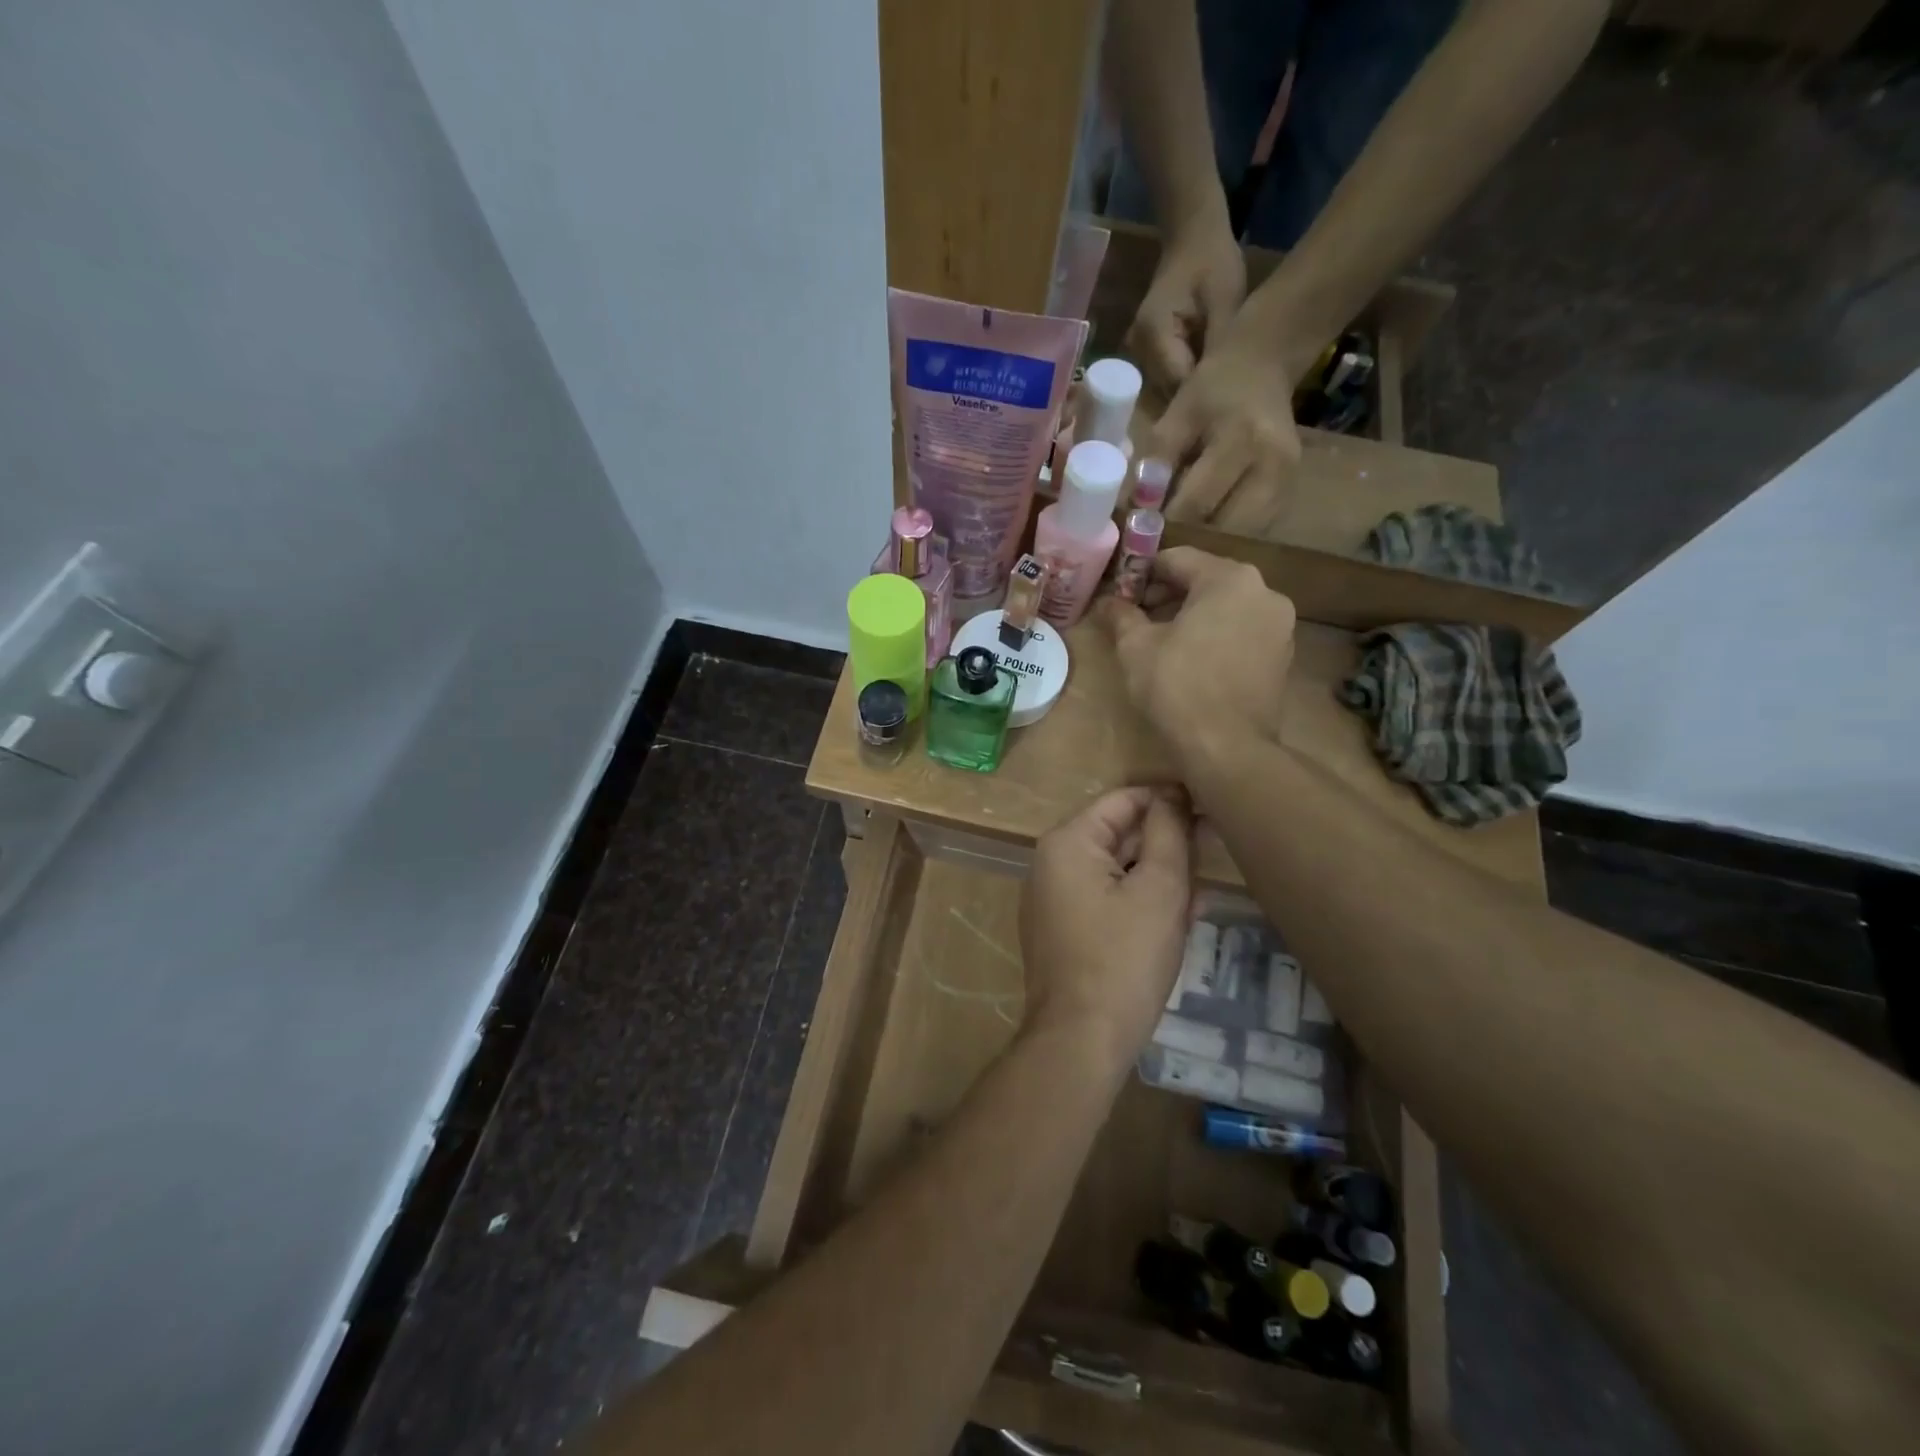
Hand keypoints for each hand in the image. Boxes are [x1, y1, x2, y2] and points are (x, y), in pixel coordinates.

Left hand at [1020, 787, 1194, 1073]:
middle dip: (1166, 844)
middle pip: (1118, 834)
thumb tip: (1174, 796)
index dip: (1169, 800)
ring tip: (1201, 895)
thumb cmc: (1124, 959)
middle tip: (1215, 854)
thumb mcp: (1159, 889)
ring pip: (1116, 869)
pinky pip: (1105, 899)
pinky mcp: (1061, 930)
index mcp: (1067, 842)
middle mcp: (1050, 862)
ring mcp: (1052, 898)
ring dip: (1158, 876)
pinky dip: (1139, 902)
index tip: (1212, 808)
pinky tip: (1177, 920)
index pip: (1123, 800)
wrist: (1081, 1041)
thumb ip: (1169, 833)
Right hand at [1097, 547, 1295, 774]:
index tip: (1122, 593)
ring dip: (1194, 616)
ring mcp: (1280, 625)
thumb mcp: (1136, 647)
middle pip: (1207, 580)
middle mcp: (1264, 592)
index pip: (1178, 559)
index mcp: (1229, 579)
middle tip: (1138, 618)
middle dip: (1170, 595)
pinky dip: (1218, 637)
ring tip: (1163, 642)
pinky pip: (1244, 632)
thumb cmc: (1177, 686)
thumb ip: (1122, 616)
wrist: (1227, 747)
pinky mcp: (1284, 656)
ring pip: (1227, 607)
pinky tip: (1194, 662)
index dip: (1143, 573)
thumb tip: (1106, 603)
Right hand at [1125, 210, 1245, 394]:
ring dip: (1193, 395)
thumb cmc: (1212, 263)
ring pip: (1168, 391)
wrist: (1191, 238)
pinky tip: (1210, 382)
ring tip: (1224, 395)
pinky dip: (1188, 383)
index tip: (1234, 408)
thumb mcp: (1227, 302)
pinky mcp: (1147, 355)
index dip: (1204, 400)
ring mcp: (1139, 354)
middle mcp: (1139, 350)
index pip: (1179, 385)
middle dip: (1198, 401)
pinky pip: (1168, 380)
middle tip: (1233, 406)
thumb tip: (1226, 392)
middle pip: (1169, 393)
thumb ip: (1220, 349)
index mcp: (1155, 335)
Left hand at [1150, 319, 1303, 536]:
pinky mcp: (1291, 495)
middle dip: (1187, 543)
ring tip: (1180, 541)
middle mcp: (1274, 465)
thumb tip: (1136, 512)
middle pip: (1222, 528)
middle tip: (1159, 547)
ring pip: (1239, 538)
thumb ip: (1155, 461)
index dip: (1165, 526)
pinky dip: (1225, 538)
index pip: (1196, 502)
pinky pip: (1253, 532)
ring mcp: (1288, 484)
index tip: (1140, 539)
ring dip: (1207, 546)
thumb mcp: (1177, 416)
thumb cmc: (1212, 391)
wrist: (1262, 367)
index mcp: (1242, 439)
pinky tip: (1204, 533)